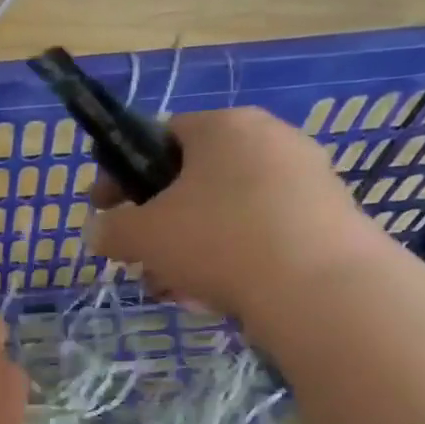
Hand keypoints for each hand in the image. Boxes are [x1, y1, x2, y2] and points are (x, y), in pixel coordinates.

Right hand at [87, 107, 387, 326]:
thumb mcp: (143, 235)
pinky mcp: (327, 220)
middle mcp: (269, 139)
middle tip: (139, 258)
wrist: (320, 288)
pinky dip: (231, 260)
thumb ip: (110, 229)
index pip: (159, 137)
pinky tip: (215, 297)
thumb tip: (98, 231)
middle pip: (192, 181)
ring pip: (224, 214)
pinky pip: (260, 234)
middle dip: (158, 224)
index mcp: (223, 126)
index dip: (122, 175)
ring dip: (189, 250)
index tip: (104, 210)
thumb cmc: (218, 240)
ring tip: (173, 289)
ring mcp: (305, 179)